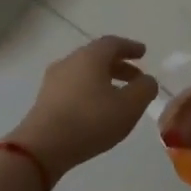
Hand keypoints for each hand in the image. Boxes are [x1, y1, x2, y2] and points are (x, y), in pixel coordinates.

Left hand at [9, 36, 159, 181]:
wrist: (43, 146)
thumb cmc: (91, 121)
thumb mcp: (129, 106)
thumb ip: (144, 89)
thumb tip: (147, 80)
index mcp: (90, 57)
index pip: (113, 43)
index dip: (130, 47)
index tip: (143, 53)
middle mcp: (70, 62)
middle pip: (97, 57)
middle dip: (119, 65)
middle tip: (136, 77)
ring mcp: (54, 81)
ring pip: (84, 73)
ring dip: (104, 79)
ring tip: (118, 96)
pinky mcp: (45, 99)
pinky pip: (73, 87)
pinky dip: (89, 91)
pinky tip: (96, 108)